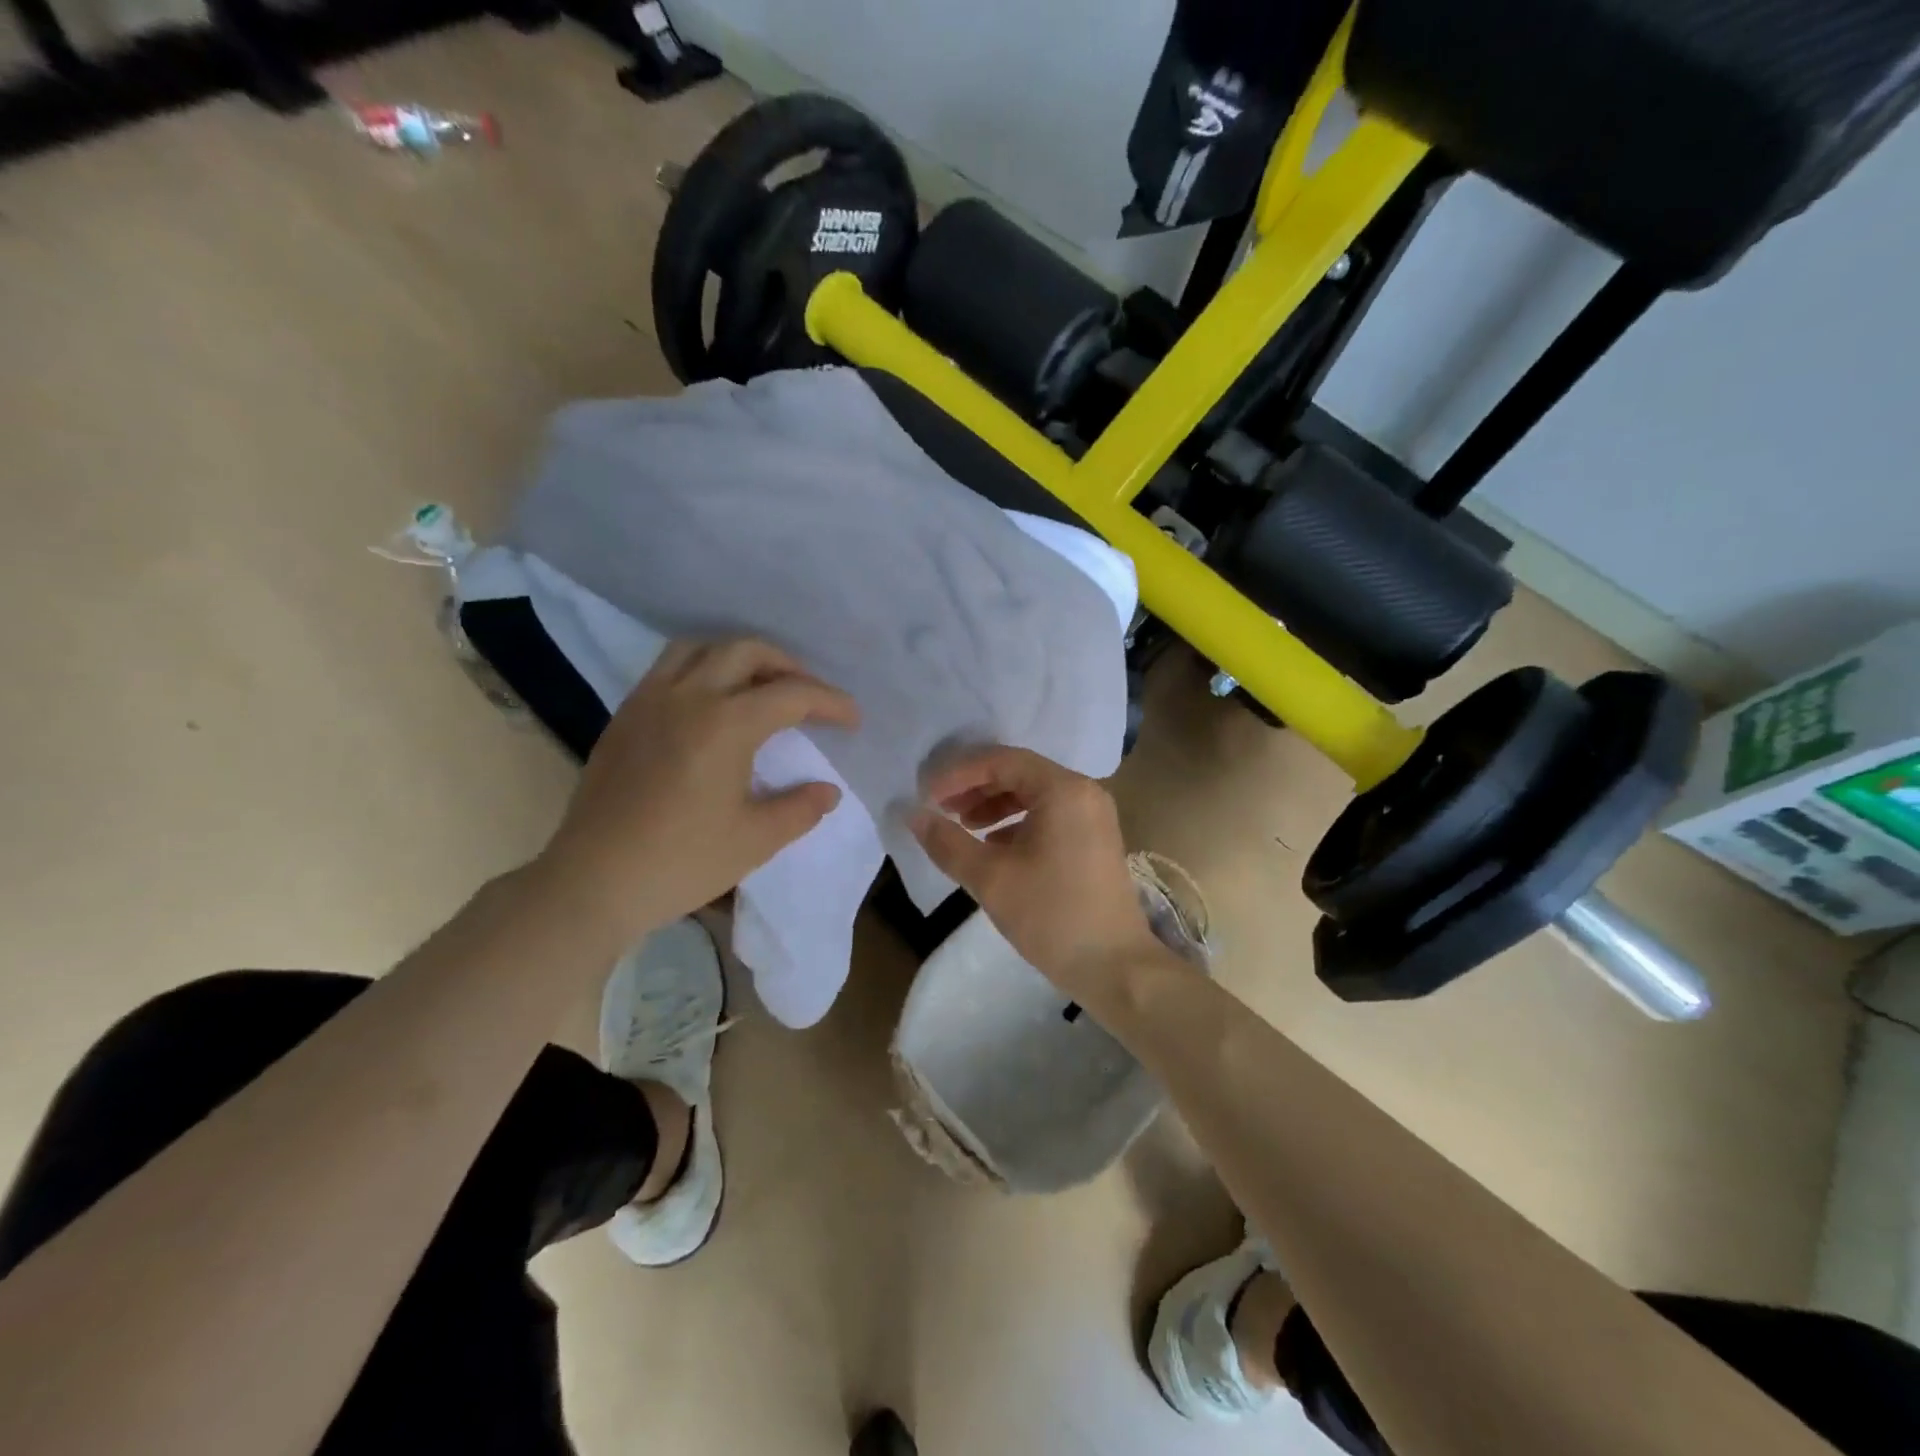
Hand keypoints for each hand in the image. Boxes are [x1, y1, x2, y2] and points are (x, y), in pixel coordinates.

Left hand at [540, 638, 858, 939]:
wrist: (593, 881)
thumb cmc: (682, 861)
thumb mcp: (756, 840)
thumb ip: (800, 808)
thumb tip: (828, 790)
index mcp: (726, 723)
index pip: (791, 694)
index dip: (830, 702)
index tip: (853, 720)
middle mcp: (688, 696)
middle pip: (746, 651)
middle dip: (788, 665)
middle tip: (808, 696)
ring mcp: (649, 701)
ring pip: (701, 648)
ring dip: (740, 657)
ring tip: (759, 687)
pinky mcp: (625, 716)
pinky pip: (669, 668)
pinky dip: (703, 669)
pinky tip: (711, 706)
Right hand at [911, 746, 1161, 998]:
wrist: (1115, 967)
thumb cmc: (1052, 915)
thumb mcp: (990, 878)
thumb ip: (947, 842)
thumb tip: (913, 814)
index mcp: (1063, 790)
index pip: (1002, 761)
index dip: (959, 773)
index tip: (928, 795)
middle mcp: (1083, 792)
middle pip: (1020, 773)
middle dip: (976, 787)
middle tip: (941, 808)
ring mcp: (1093, 815)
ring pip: (1034, 794)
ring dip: (995, 805)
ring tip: (963, 826)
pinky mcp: (1095, 839)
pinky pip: (1049, 815)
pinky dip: (1017, 822)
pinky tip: (993, 845)